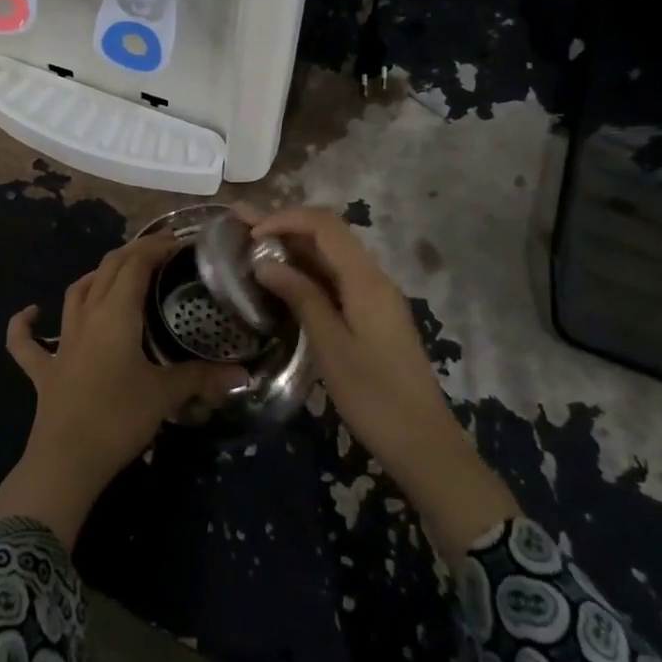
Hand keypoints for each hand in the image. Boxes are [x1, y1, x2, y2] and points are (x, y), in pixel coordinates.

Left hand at [0, 232, 249, 547]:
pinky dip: (25, 324)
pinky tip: (31, 313)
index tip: (178, 242)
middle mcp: (87, 317)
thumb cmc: (118, 419)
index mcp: (116, 314)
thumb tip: (244, 376)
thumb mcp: (165, 396)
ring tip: (116, 274)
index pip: (135, 265)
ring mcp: (61, 342)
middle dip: (132, 254)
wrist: (66, 461)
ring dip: (95, 277)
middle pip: (107, 270)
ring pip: (75, 293)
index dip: (155, 247)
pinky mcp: (43, 369)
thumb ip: (202, 379)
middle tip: (159, 253)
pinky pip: (27, 341)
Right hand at [247, 205, 517, 544]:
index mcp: (365, 279)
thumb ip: (301, 297)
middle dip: (283, 224)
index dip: (284, 218)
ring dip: (292, 245)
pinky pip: (335, 278)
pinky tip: (280, 277)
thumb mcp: (330, 346)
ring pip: (330, 255)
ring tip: (251, 243)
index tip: (249, 234)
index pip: (323, 225)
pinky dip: (305, 270)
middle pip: (326, 234)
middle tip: (238, 223)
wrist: (423, 443)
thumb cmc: (374, 396)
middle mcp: (373, 277)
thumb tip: (265, 262)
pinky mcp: (371, 315)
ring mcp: (374, 296)